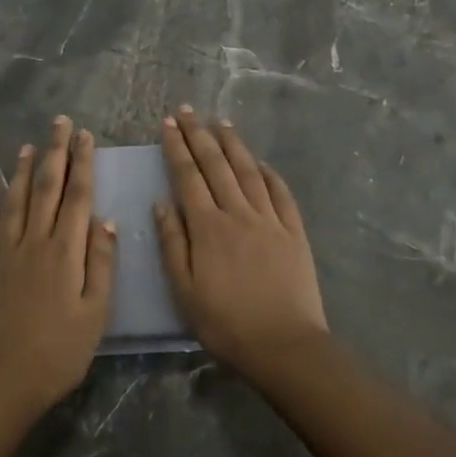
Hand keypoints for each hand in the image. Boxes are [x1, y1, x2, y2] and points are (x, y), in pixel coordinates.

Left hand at [0, 116, 116, 412]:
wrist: (4, 379)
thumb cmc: (60, 350)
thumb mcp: (96, 312)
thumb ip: (101, 263)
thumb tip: (105, 220)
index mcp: (65, 250)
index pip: (76, 195)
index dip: (82, 163)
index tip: (85, 135)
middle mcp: (34, 242)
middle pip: (45, 188)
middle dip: (53, 152)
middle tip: (58, 123)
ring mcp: (5, 254)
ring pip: (13, 203)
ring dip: (20, 172)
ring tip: (26, 147)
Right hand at [154, 107, 328, 378]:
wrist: (284, 346)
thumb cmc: (226, 323)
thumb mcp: (184, 290)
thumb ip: (172, 243)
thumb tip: (161, 202)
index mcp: (208, 226)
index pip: (188, 176)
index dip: (177, 147)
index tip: (168, 122)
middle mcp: (238, 213)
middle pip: (216, 164)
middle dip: (199, 134)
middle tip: (187, 110)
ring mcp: (269, 220)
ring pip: (248, 171)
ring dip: (233, 144)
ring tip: (221, 122)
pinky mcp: (294, 232)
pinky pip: (281, 194)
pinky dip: (270, 174)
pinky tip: (262, 162)